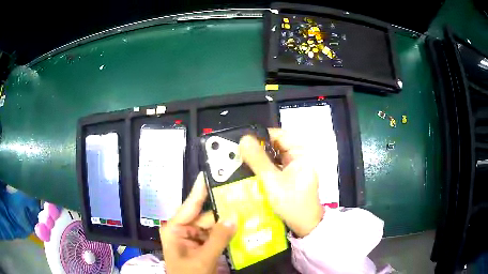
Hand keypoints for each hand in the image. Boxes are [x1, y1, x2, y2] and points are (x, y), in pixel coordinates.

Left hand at [160, 172, 236, 273]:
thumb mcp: (203, 259)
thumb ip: (219, 238)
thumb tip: (235, 216)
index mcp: (175, 229)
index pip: (190, 205)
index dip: (200, 189)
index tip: (209, 172)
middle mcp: (183, 229)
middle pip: (206, 215)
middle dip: (223, 208)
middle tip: (241, 194)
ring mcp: (193, 238)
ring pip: (213, 226)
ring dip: (228, 221)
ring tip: (246, 208)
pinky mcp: (202, 246)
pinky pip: (216, 235)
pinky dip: (227, 232)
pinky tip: (242, 225)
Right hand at [239, 128, 323, 237]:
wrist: (304, 226)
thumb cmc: (292, 203)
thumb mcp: (273, 181)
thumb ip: (258, 160)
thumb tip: (244, 139)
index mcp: (301, 153)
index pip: (279, 134)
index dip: (261, 135)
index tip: (243, 140)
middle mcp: (298, 157)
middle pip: (275, 145)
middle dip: (258, 148)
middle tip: (239, 152)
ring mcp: (294, 168)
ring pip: (273, 157)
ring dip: (259, 159)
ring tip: (241, 160)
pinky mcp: (289, 178)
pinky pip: (274, 167)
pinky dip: (263, 168)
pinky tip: (251, 172)